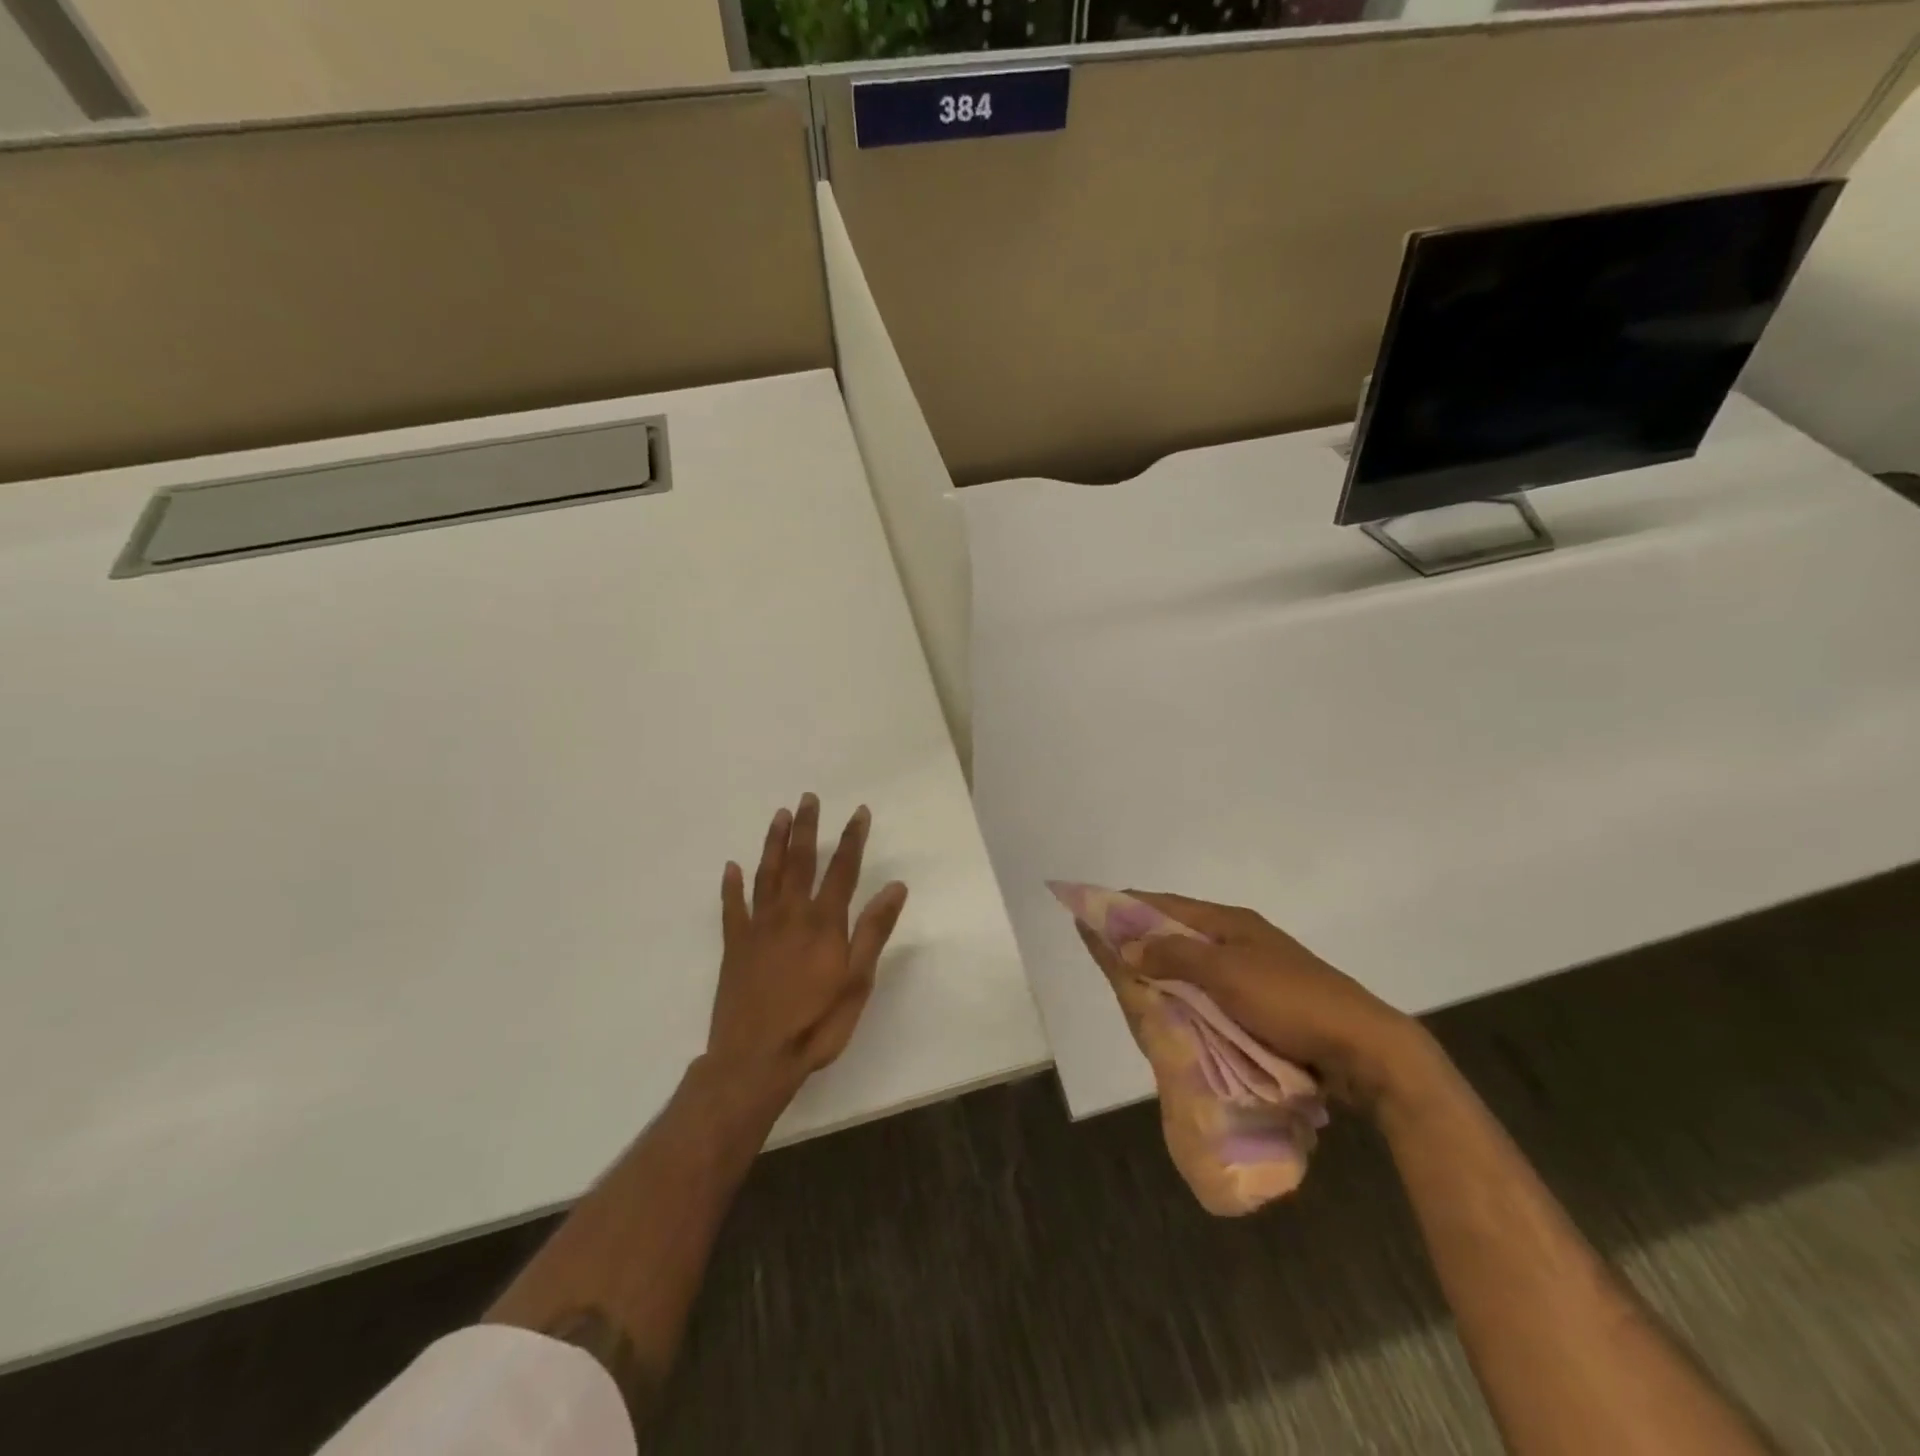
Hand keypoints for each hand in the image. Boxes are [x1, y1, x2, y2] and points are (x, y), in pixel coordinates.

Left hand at [707, 794, 908, 1105]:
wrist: (755, 1060)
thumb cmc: (816, 1024)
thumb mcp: (857, 982)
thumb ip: (873, 931)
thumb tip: (896, 887)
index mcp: (824, 923)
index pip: (842, 870)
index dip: (852, 839)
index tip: (859, 812)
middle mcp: (790, 915)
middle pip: (800, 862)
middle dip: (806, 828)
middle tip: (808, 798)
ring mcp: (758, 928)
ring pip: (766, 875)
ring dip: (773, 844)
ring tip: (779, 816)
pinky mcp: (734, 946)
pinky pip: (732, 908)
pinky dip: (731, 886)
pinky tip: (730, 867)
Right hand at [1090, 892, 1435, 1111]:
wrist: (1364, 1047)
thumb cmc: (1291, 1002)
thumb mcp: (1227, 975)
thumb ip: (1175, 955)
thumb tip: (1127, 940)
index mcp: (1230, 922)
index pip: (1166, 904)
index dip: (1127, 905)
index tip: (1091, 910)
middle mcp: (1239, 937)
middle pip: (1177, 930)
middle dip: (1140, 936)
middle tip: (1103, 951)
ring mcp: (1254, 969)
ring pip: (1193, 961)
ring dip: (1162, 966)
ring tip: (1128, 978)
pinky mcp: (1264, 1000)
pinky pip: (1210, 987)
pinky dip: (1185, 991)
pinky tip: (1171, 1005)